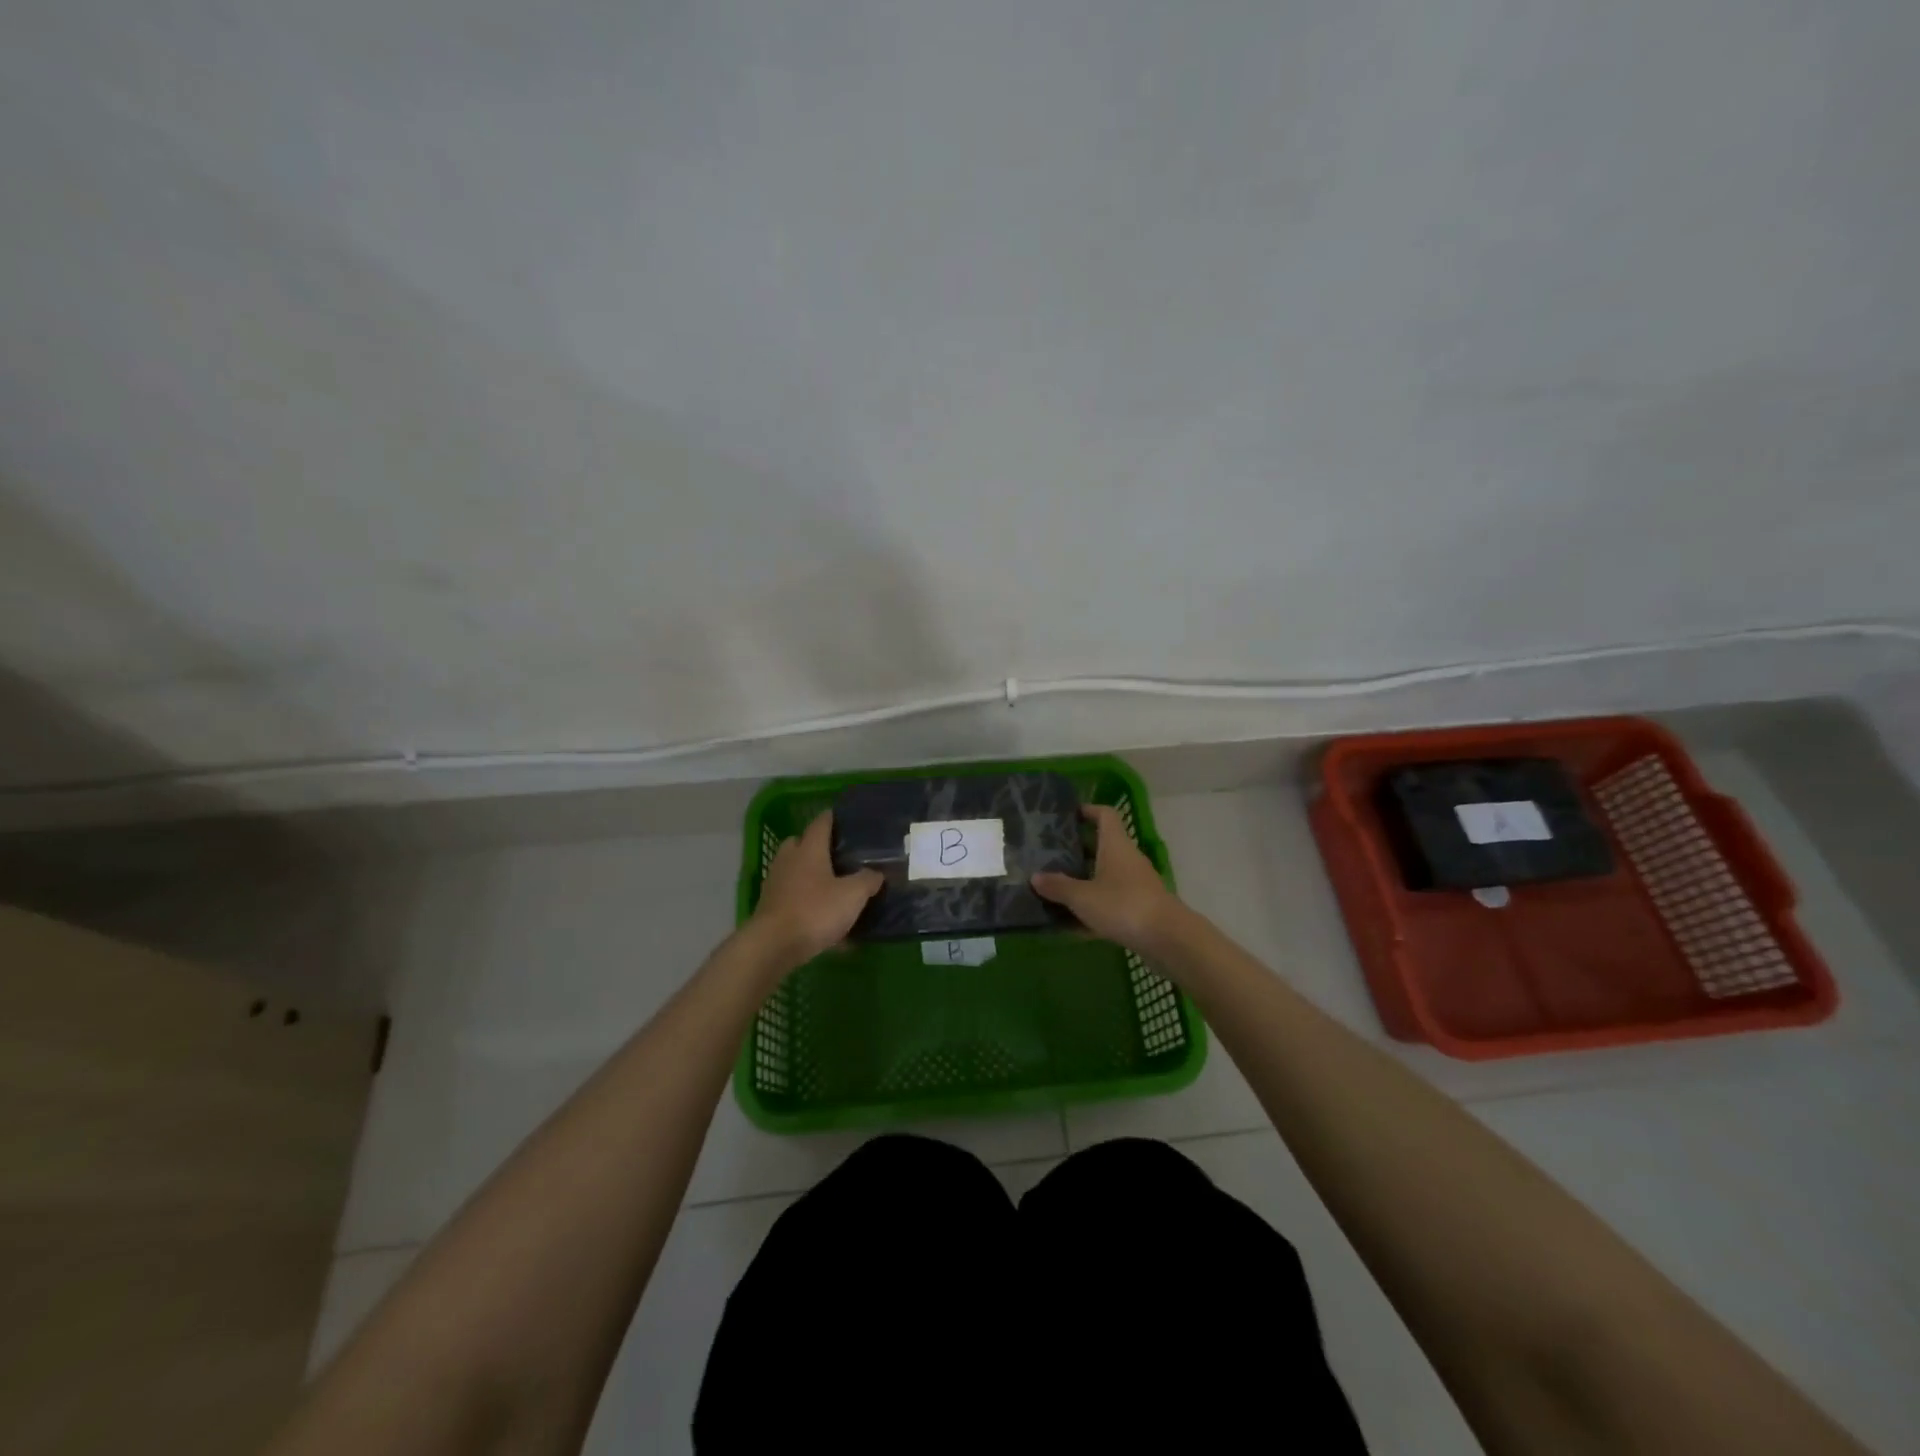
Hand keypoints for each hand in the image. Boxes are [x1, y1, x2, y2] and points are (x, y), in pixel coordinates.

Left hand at [746, 811, 883, 969]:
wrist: (773, 945)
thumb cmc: (815, 911)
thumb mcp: (852, 895)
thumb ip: (867, 880)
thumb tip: (877, 873)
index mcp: (809, 849)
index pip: (821, 823)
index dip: (832, 818)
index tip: (844, 817)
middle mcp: (788, 860)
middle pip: (800, 843)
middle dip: (816, 846)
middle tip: (838, 855)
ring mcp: (775, 883)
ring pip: (793, 870)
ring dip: (808, 874)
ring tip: (830, 886)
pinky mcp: (769, 906)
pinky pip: (791, 895)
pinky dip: (804, 899)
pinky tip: (821, 917)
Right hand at [1032, 804, 1184, 952]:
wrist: (1168, 939)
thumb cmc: (1123, 905)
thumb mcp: (1083, 897)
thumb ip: (1058, 886)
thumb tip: (1035, 877)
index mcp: (1115, 845)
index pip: (1105, 815)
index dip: (1087, 810)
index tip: (1066, 816)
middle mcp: (1127, 859)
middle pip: (1102, 845)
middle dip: (1077, 849)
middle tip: (1051, 855)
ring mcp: (1136, 883)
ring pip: (1106, 874)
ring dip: (1084, 878)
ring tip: (1056, 886)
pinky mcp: (1140, 907)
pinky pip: (1111, 899)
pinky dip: (1094, 905)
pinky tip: (1073, 922)